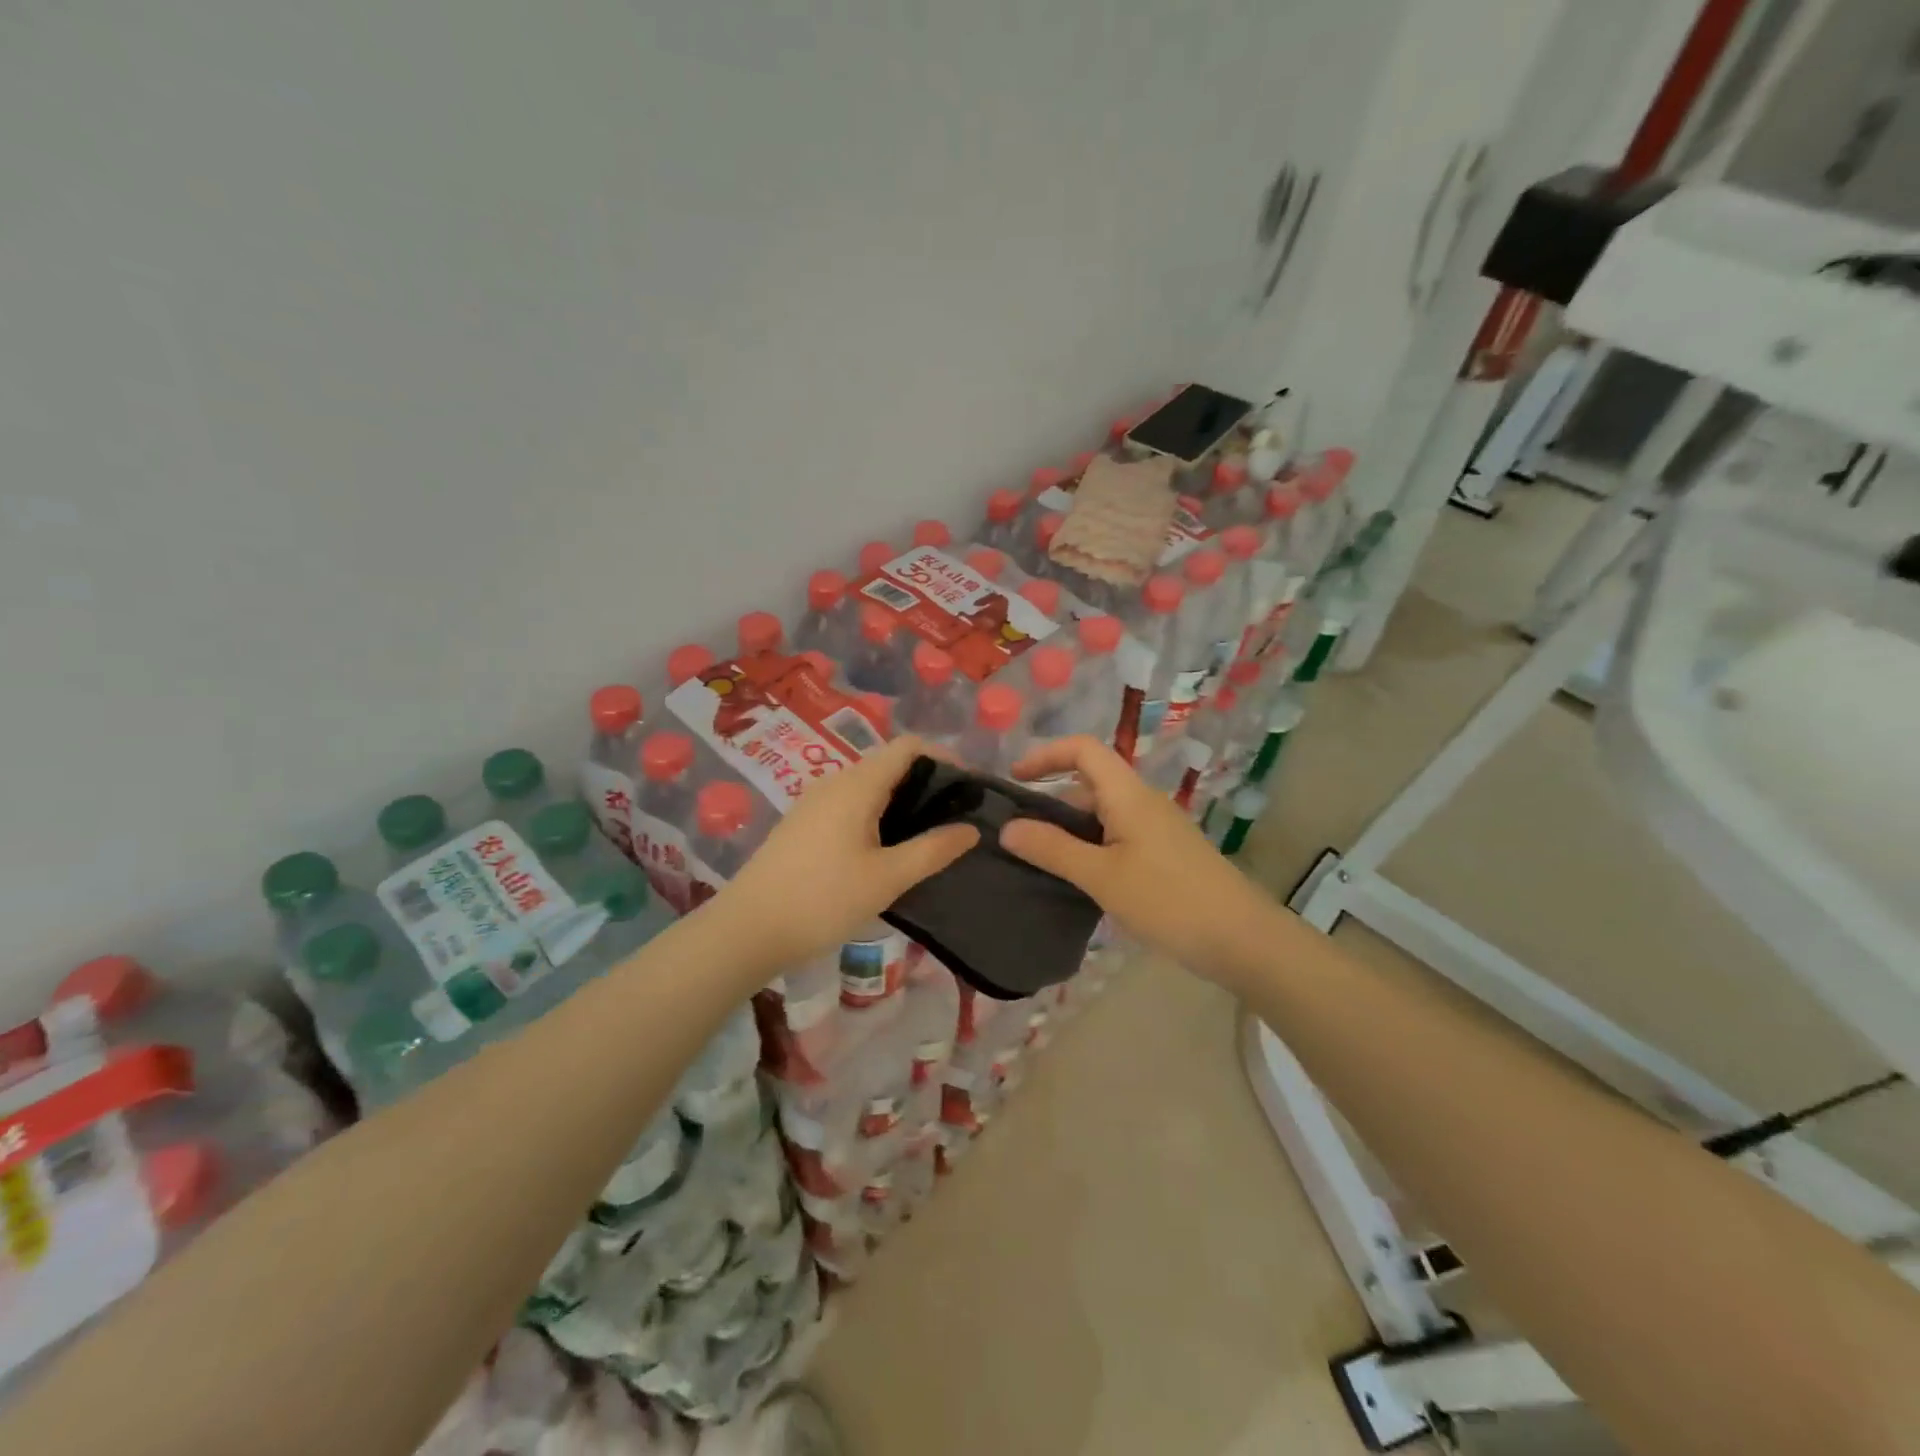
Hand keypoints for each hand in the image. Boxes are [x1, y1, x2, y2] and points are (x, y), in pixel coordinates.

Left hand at [708, 735, 977, 974]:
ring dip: (902, 799)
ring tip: (928, 834)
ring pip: (869, 785)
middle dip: (927, 781)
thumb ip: (933, 850)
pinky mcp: (804, 823)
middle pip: (889, 763)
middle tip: (955, 817)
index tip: (969, 788)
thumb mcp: (887, 878)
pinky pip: (851, 803)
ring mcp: (815, 802)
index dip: (944, 757)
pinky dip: (878, 813)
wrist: (747, 930)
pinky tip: (887, 848)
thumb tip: (971, 829)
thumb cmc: (822, 900)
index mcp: (857, 784)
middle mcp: (835, 782)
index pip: (908, 746)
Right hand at [1000, 736, 1280, 982]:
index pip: (1083, 749)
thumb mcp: (1102, 876)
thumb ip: (1053, 850)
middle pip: (1090, 781)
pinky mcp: (1164, 854)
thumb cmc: (1168, 901)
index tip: (1013, 779)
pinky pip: (1117, 835)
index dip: (1045, 755)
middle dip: (1050, 796)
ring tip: (1037, 857)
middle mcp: (1142, 802)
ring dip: (1068, 826)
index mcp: (1128, 795)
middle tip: (1016, 830)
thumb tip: (1007, 828)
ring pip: (1103, 812)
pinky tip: (1076, 877)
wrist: (1242, 939)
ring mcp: (1156, 828)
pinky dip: (1089, 845)